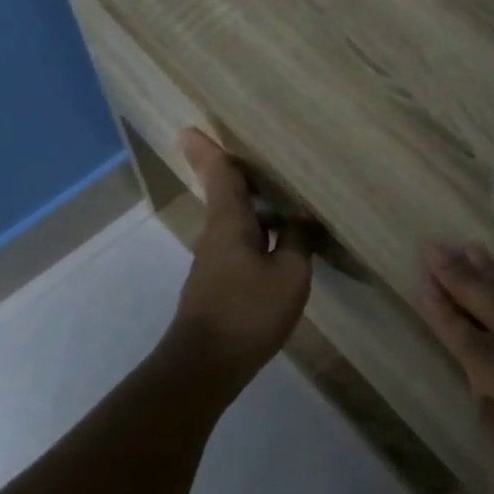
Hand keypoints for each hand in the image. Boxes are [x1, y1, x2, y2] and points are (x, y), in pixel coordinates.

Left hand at [169, 129, 312, 377]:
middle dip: (234, 175)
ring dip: (250, 205)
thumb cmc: (248, 312)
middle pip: (224, 195)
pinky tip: (278, 241)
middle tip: (252, 155)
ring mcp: (214, 262)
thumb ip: (298, 241)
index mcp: (229, 223)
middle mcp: (216, 235)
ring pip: (233, 222)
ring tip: (278, 196)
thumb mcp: (289, 275)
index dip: (210, 151)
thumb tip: (302, 219)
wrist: (206, 365)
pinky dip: (256, 232)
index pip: (220, 176)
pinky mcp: (218, 284)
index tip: (191, 128)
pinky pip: (239, 244)